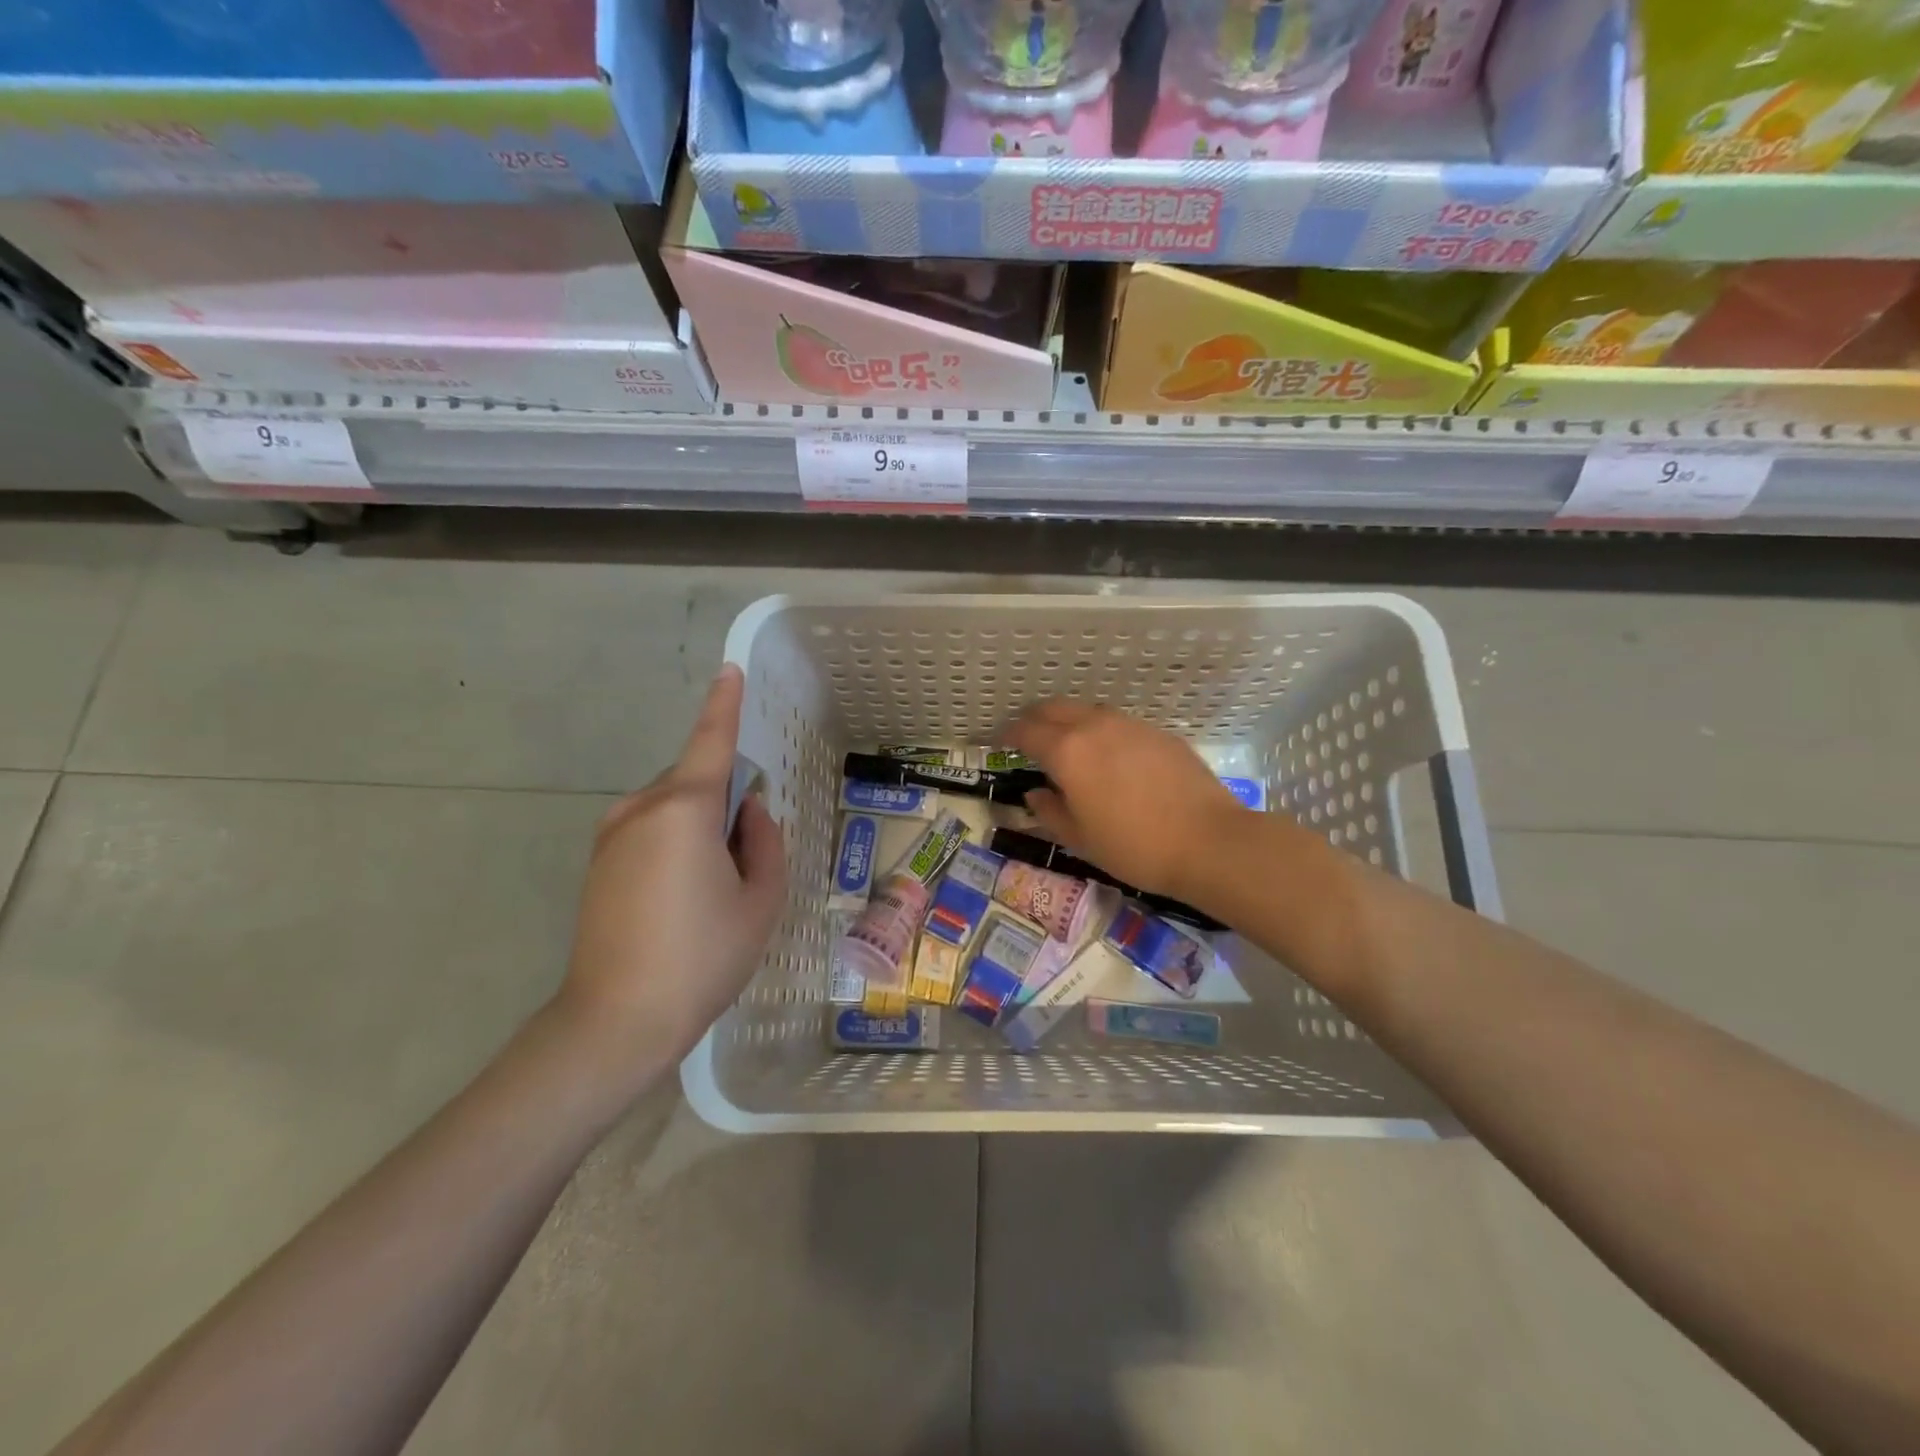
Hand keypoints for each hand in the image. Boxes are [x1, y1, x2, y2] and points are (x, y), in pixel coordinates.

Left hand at [562, 665, 787, 1068]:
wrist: (616, 1022)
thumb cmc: (703, 957)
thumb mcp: (760, 901)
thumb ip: (765, 842)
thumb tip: (750, 812)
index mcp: (684, 809)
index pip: (711, 742)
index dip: (724, 705)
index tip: (729, 672)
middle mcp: (641, 809)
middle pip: (695, 780)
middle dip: (724, 800)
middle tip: (745, 860)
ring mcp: (611, 836)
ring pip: (672, 808)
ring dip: (699, 826)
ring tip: (713, 890)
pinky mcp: (597, 864)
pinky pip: (649, 830)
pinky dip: (675, 843)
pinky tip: (682, 900)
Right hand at [1005, 698, 1244, 900]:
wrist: (1208, 842)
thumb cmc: (1134, 847)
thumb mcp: (1080, 839)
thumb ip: (1050, 812)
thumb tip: (1036, 794)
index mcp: (1067, 752)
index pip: (1026, 731)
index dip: (1008, 735)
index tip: (1000, 743)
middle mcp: (1095, 727)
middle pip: (1054, 709)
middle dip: (1035, 719)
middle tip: (1028, 737)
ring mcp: (1130, 725)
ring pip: (1088, 711)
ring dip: (1069, 721)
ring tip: (1067, 744)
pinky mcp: (1159, 733)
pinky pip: (1118, 723)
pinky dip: (1101, 730)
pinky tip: (1110, 755)